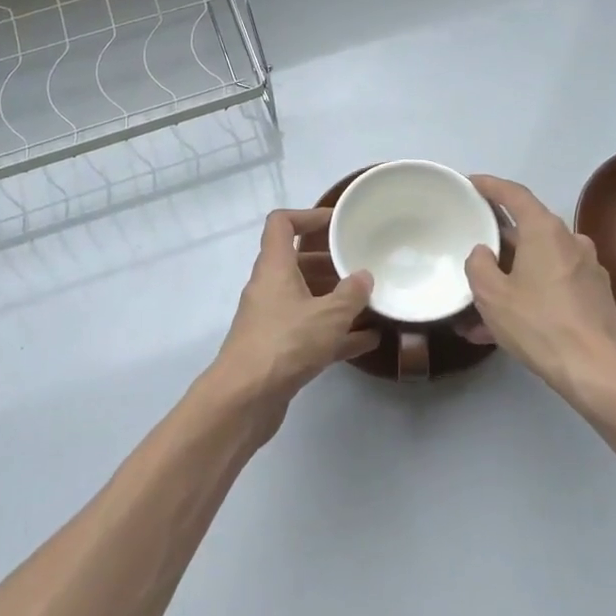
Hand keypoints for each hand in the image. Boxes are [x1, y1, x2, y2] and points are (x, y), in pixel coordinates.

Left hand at [206, 209, 378, 433]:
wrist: (244, 399)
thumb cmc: (285, 343)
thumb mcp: (328, 315)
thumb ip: (351, 294)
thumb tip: (363, 276)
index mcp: (274, 267)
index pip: (281, 224)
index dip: (307, 216)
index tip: (336, 223)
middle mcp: (269, 288)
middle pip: (297, 263)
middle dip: (330, 262)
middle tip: (361, 264)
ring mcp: (271, 320)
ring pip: (306, 299)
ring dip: (335, 299)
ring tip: (371, 301)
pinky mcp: (278, 350)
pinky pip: (310, 331)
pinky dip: (335, 333)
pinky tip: (368, 341)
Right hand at [464, 175, 615, 400]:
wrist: (598, 372)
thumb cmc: (539, 324)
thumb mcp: (492, 295)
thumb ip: (478, 265)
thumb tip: (483, 253)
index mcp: (545, 231)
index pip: (514, 194)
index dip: (490, 185)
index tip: (470, 182)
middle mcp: (571, 242)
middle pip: (527, 230)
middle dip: (497, 242)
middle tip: (471, 251)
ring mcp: (587, 270)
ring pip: (538, 263)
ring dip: (510, 277)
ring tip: (479, 306)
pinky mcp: (595, 297)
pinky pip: (552, 286)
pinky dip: (528, 296)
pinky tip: (503, 329)